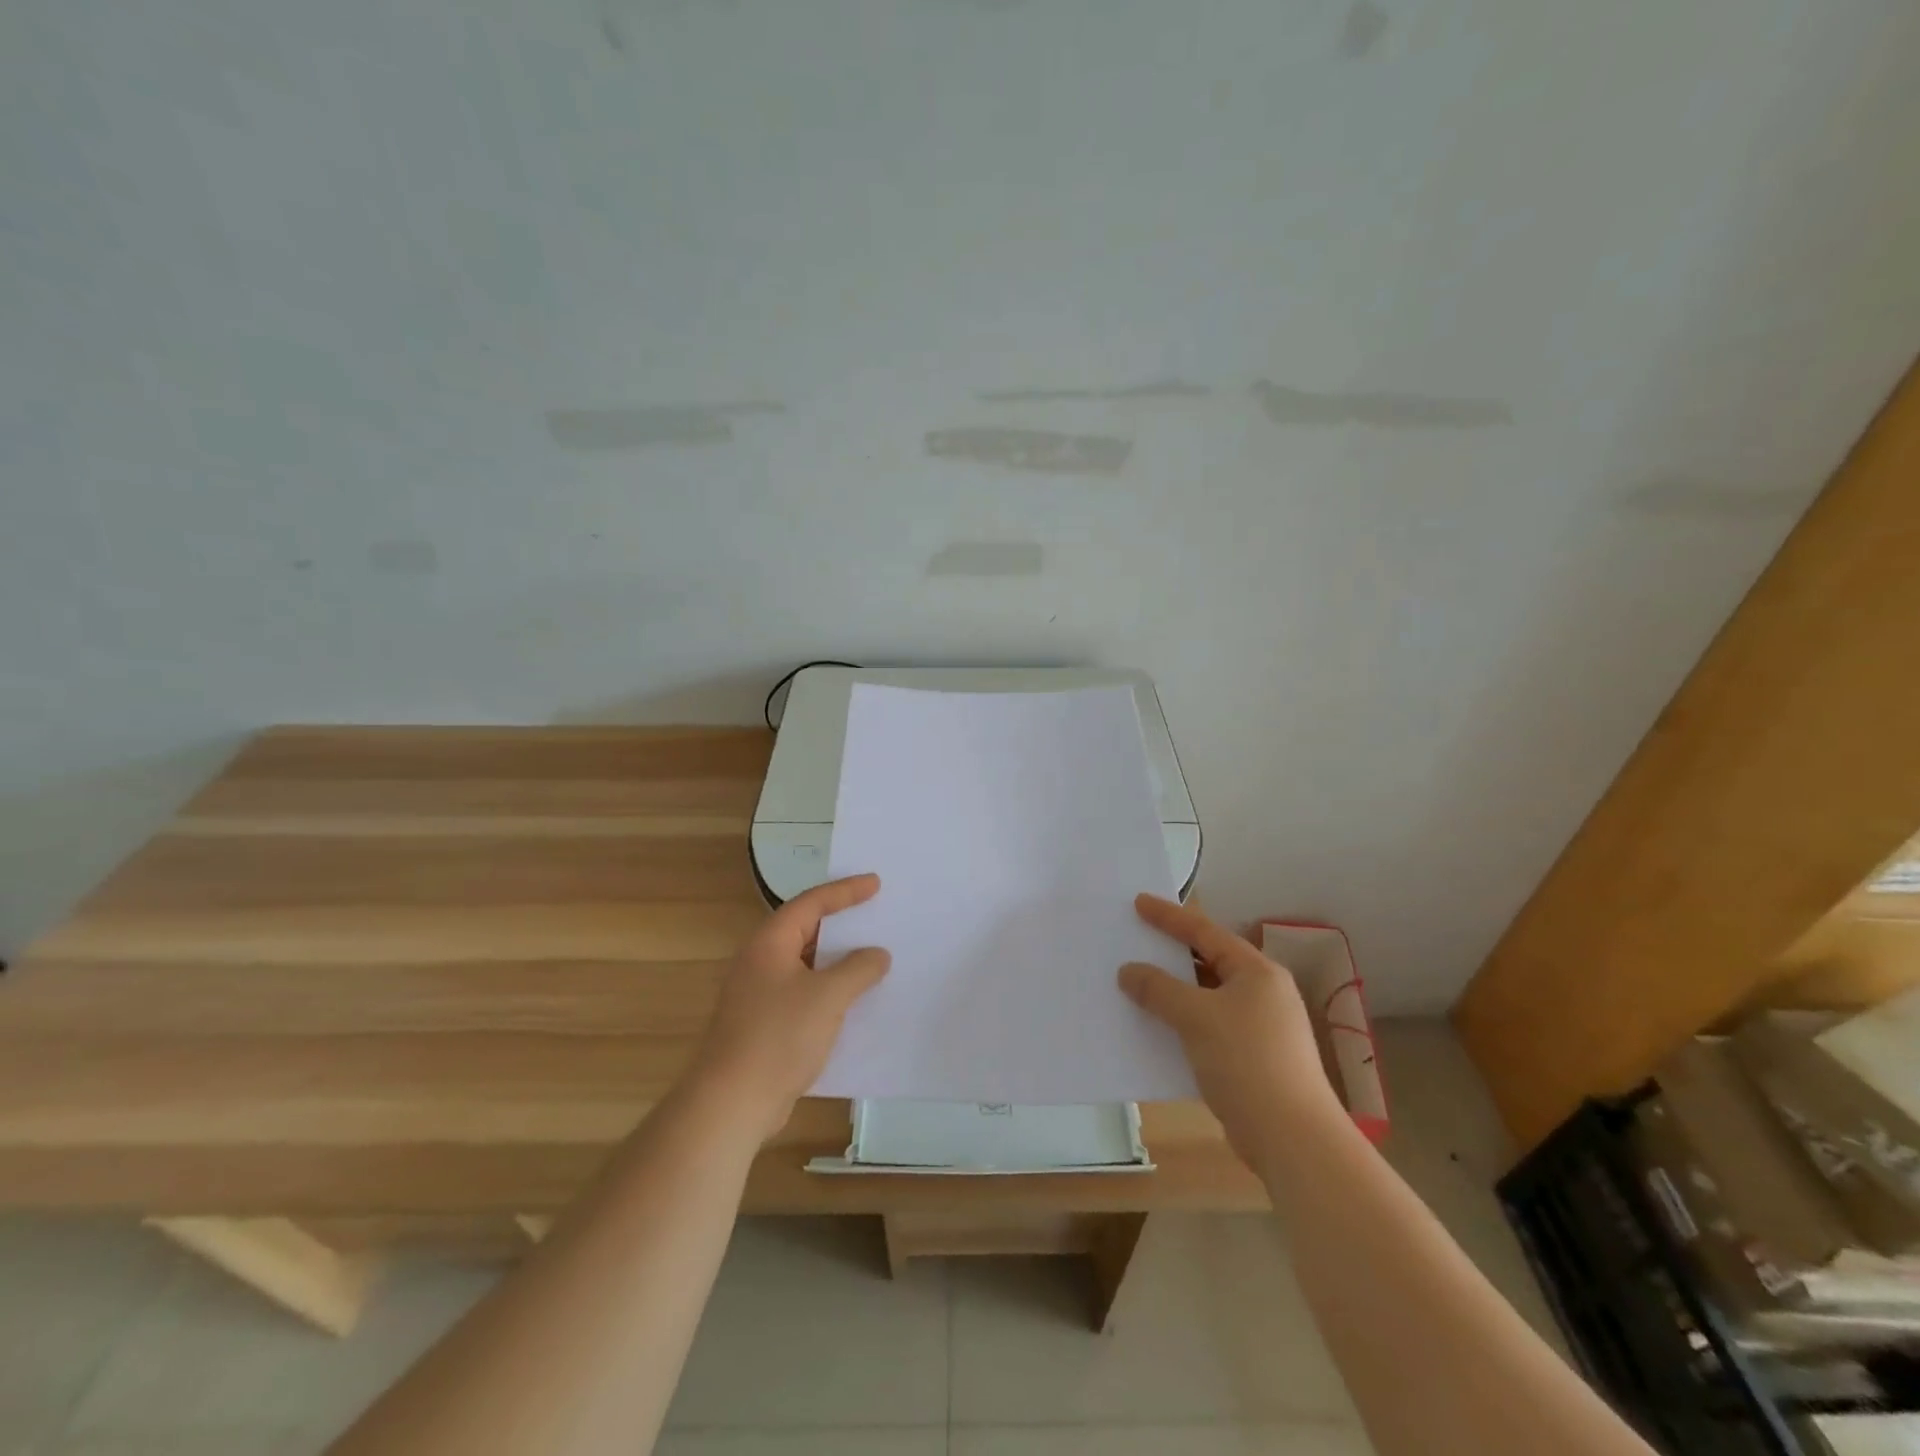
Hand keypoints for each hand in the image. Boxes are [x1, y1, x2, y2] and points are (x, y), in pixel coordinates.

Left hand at [688, 874, 890, 1140]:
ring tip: (873, 955)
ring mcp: (759, 994)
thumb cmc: (778, 1037)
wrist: (731, 1103)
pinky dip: (829, 989)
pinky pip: (804, 993)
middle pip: (806, 929)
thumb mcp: (828, 996)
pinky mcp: (764, 1024)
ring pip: (806, 964)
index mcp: (770, 942)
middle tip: (875, 914)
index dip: (845, 891)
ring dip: (837, 960)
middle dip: (841, 923)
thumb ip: (858, 969)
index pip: (811, 903)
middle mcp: (761, 961)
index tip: (876, 883)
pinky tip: (854, 1001)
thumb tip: (877, 954)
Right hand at [1119, 895, 1341, 1164]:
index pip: (1205, 932)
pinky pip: (1209, 1027)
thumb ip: (1158, 989)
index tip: (1138, 902)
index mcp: (1257, 972)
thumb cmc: (1247, 1061)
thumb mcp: (1196, 1017)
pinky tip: (1157, 1029)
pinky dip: (1183, 1022)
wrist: (1293, 1139)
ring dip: (1174, 992)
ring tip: (1138, 983)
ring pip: (1207, 997)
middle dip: (1171, 954)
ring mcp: (1261, 1027)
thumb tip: (1128, 971)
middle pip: (1209, 962)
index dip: (1169, 916)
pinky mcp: (1253, 1059)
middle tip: (1136, 940)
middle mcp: (1263, 993)